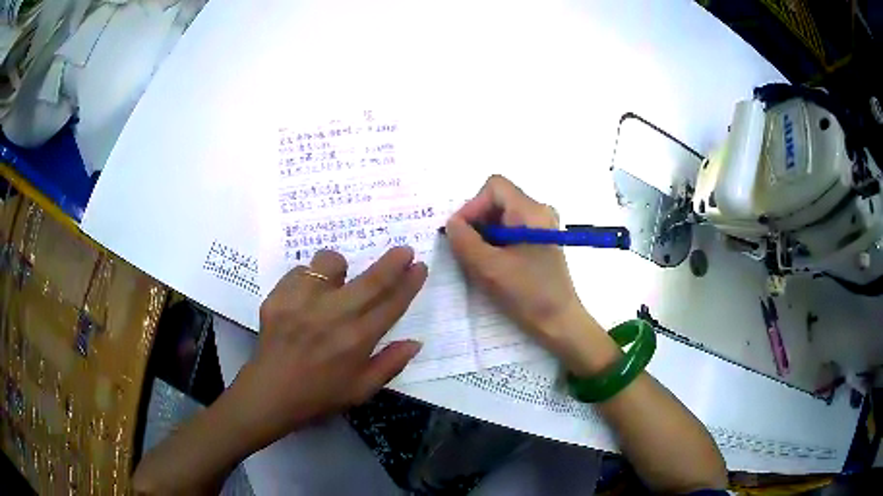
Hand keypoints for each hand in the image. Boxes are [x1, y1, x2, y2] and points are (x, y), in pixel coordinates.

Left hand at [229, 247, 426, 450]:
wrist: (271, 393)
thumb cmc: (320, 395)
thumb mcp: (362, 390)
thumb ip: (391, 364)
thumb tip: (416, 342)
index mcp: (357, 340)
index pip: (392, 304)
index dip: (410, 283)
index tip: (420, 266)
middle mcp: (334, 316)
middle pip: (372, 279)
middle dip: (393, 261)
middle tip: (404, 250)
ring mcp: (303, 302)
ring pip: (330, 262)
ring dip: (340, 267)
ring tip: (335, 282)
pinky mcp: (279, 296)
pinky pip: (300, 270)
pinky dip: (308, 278)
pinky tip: (305, 295)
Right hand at [445, 175, 602, 369]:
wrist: (559, 322)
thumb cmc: (527, 294)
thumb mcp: (489, 268)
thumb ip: (464, 241)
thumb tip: (452, 224)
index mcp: (531, 211)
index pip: (494, 187)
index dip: (472, 206)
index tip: (462, 234)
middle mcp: (539, 211)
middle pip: (497, 201)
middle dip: (477, 222)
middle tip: (466, 251)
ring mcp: (541, 227)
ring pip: (502, 217)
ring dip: (485, 235)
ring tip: (479, 262)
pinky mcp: (540, 242)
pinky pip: (510, 231)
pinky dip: (496, 243)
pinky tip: (493, 266)